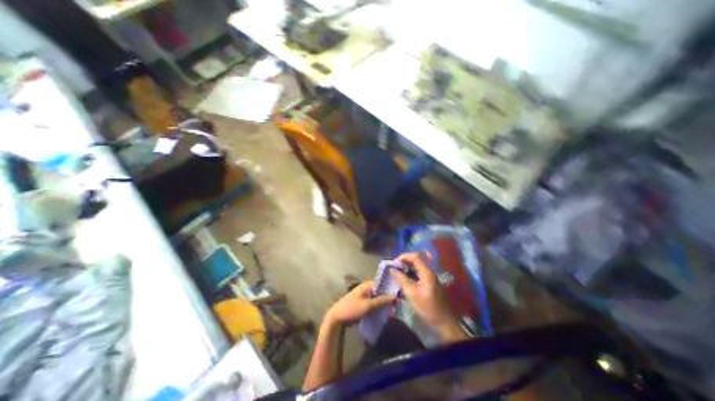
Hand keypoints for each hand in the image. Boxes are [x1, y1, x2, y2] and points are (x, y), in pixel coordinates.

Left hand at [326, 281, 396, 326]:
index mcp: (367, 285)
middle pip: (380, 290)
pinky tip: (384, 312)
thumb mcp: (368, 306)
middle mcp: (366, 288)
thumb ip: (382, 301)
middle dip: (388, 296)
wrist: (336, 318)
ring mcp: (363, 295)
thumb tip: (395, 296)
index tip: (399, 294)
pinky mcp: (362, 302)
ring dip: (383, 302)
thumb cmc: (352, 309)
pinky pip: (373, 302)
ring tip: (393, 309)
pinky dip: (378, 306)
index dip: (390, 287)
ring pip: (377, 297)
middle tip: (397, 303)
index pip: (382, 283)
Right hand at [391, 253, 469, 340]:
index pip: (414, 257)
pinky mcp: (430, 283)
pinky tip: (404, 279)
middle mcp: (429, 272)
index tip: (394, 263)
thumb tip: (392, 269)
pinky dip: (411, 273)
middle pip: (416, 260)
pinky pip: (419, 273)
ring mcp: (431, 277)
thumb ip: (401, 279)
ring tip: (397, 272)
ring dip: (407, 267)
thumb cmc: (427, 308)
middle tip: (394, 267)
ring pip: (417, 267)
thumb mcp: (411, 293)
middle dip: (404, 262)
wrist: (445, 322)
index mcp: (426, 273)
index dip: (403, 257)